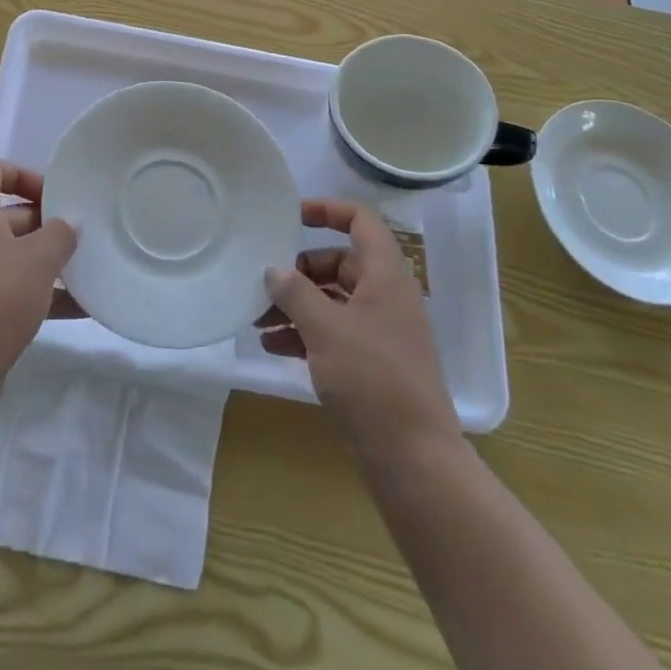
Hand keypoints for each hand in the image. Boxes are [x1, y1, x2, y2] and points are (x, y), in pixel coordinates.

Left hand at [0, 158, 78, 392]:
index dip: (22, 173)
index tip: (55, 194)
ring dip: (47, 260)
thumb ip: (60, 234)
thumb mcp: (37, 259)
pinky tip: (80, 308)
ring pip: (12, 254)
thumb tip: (70, 222)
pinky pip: (12, 290)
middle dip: (45, 221)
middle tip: (81, 233)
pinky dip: (42, 294)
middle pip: (6, 214)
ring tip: (87, 268)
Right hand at [259, 198, 462, 466]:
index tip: (291, 214)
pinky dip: (304, 333)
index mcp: (385, 277)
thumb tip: (274, 271)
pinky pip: (333, 332)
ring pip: (332, 301)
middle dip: (298, 271)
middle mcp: (385, 297)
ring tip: (257, 319)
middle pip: (339, 263)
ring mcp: (379, 332)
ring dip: (295, 305)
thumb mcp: (326, 329)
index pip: (361, 221)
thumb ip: (296, 293)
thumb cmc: (372, 380)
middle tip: (262, 284)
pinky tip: (272, 346)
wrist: (413, 459)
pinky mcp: (371, 364)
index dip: (328, 210)